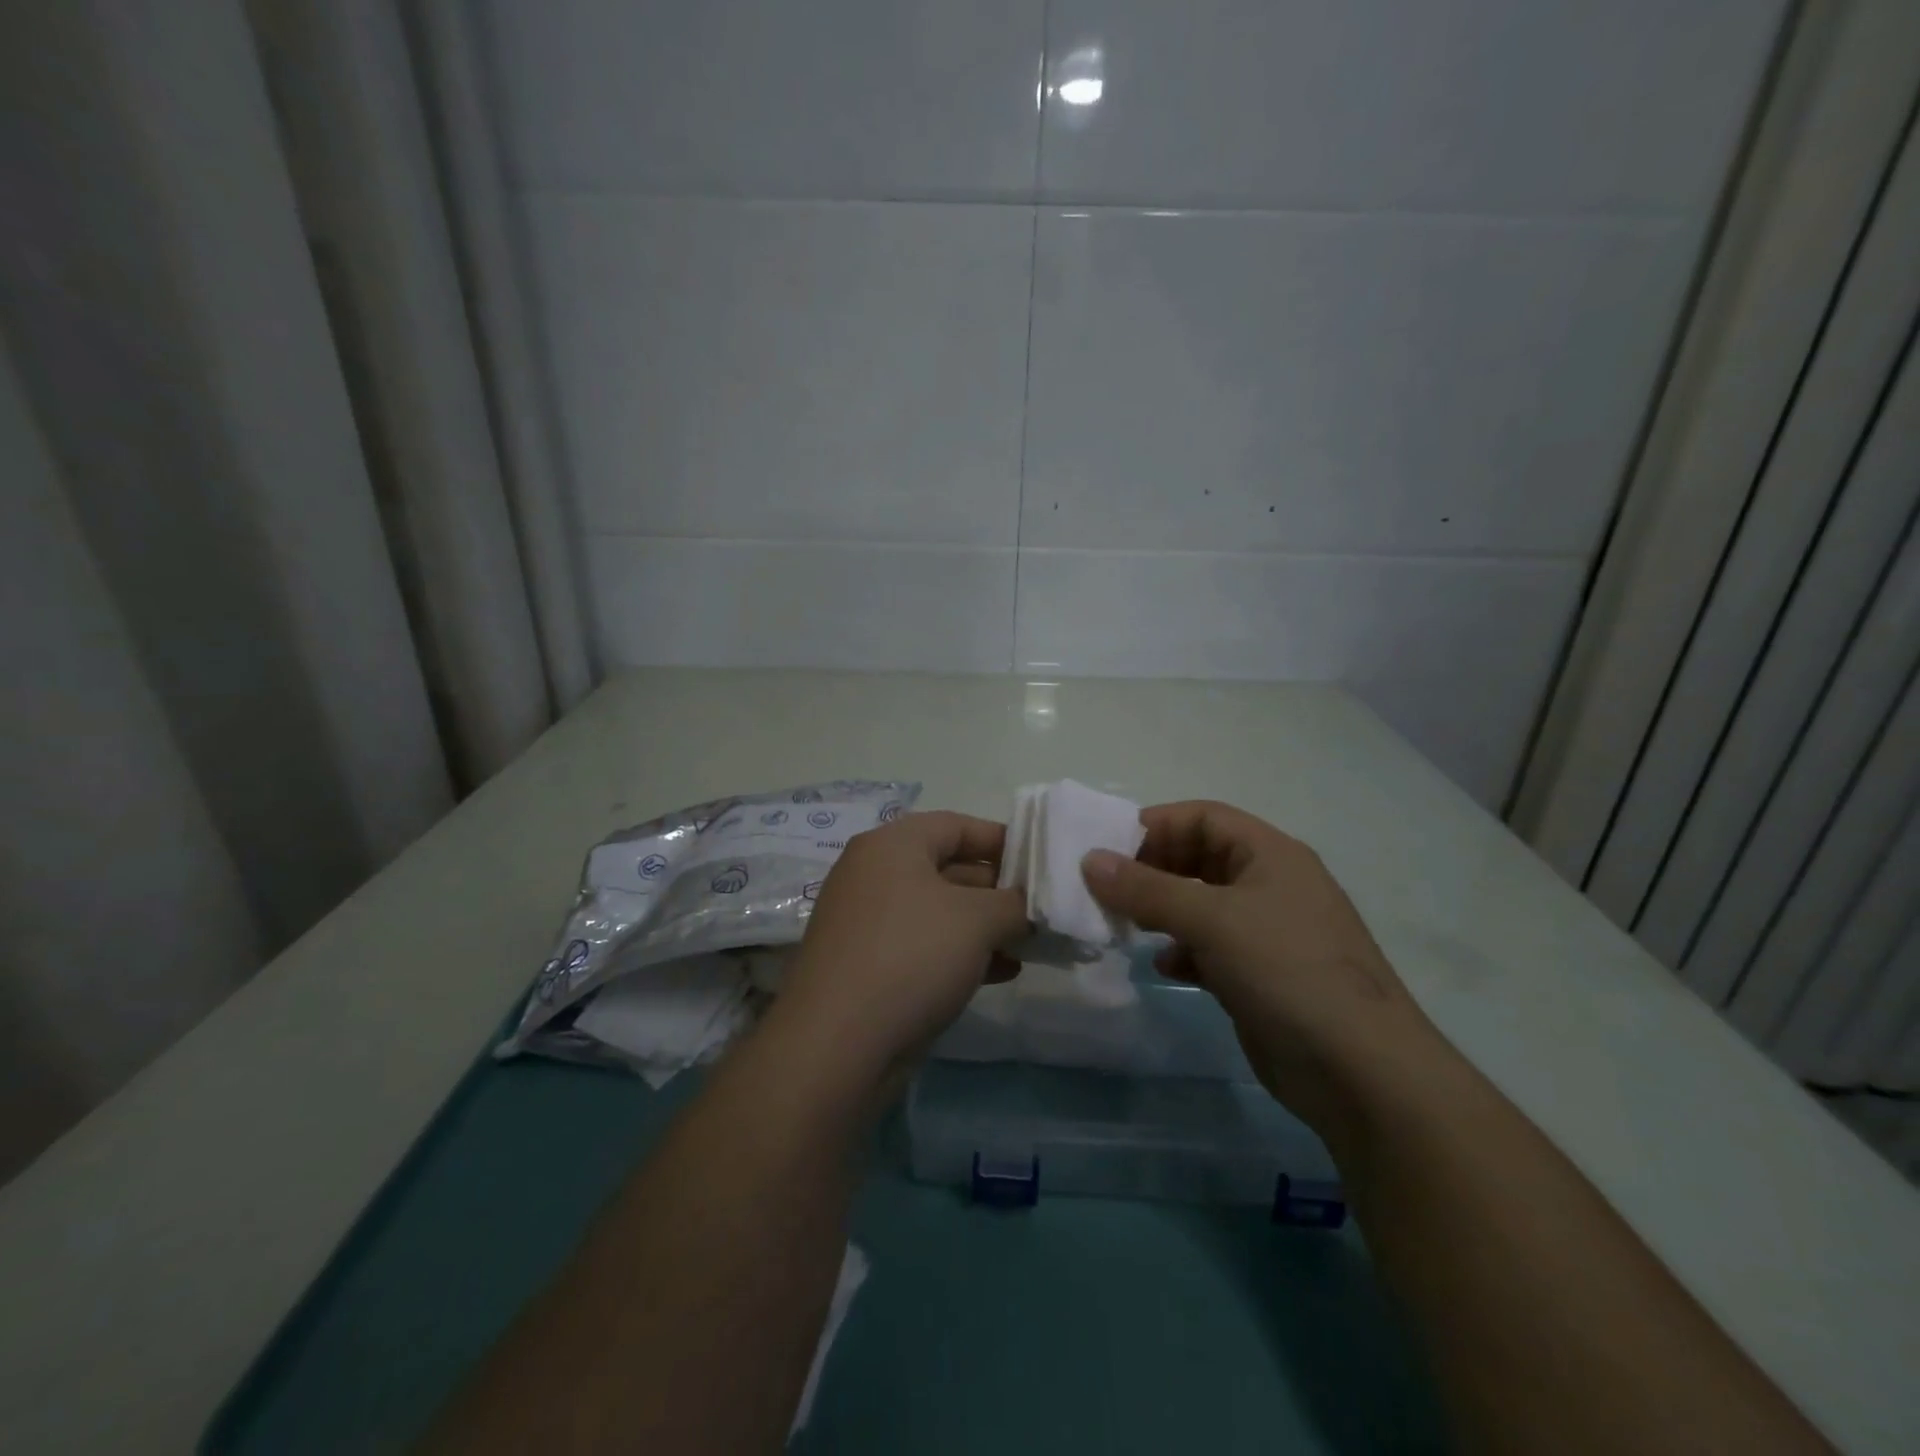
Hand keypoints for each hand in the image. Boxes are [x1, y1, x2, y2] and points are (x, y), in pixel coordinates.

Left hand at [774, 810, 1026, 1081]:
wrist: (836, 1044)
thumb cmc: (911, 956)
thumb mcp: (977, 919)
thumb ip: (1014, 903)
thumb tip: (1028, 906)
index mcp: (892, 845)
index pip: (957, 825)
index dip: (1002, 840)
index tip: (1041, 863)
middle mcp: (874, 875)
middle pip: (948, 868)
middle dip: (998, 890)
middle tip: (1040, 911)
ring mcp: (868, 922)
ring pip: (939, 912)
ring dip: (985, 927)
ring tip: (1028, 946)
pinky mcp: (867, 965)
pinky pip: (923, 946)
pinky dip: (961, 954)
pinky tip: (1001, 972)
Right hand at [1082, 800, 1445, 1135]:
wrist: (1360, 1071)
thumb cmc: (1287, 970)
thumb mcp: (1211, 920)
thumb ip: (1147, 888)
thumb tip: (1090, 860)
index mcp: (1270, 854)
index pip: (1203, 818)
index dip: (1155, 826)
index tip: (1107, 849)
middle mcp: (1269, 885)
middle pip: (1199, 858)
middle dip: (1152, 870)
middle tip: (1107, 890)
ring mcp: (1267, 932)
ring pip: (1200, 905)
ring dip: (1161, 912)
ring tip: (1126, 926)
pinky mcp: (1260, 975)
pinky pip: (1209, 947)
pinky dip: (1182, 951)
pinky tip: (1165, 967)